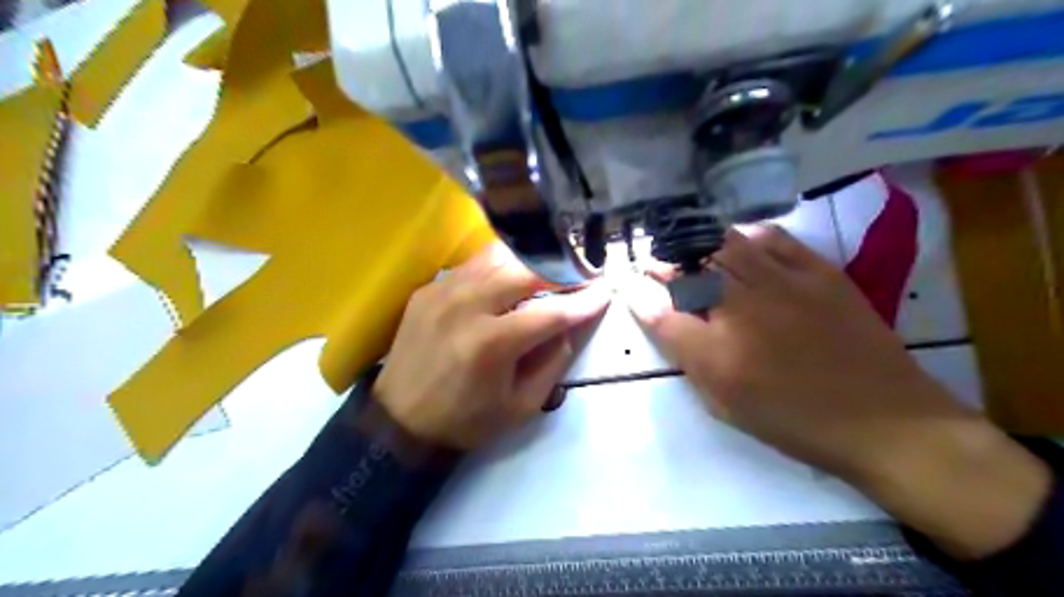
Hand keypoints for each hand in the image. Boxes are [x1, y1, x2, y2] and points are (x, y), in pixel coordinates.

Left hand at [372, 242, 606, 451]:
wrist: (399, 420)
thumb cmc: (465, 420)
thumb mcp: (520, 406)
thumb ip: (553, 362)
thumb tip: (572, 325)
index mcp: (491, 344)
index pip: (551, 311)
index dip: (584, 301)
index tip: (606, 290)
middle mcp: (466, 306)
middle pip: (525, 270)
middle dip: (561, 269)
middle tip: (581, 273)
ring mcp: (443, 291)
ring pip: (498, 256)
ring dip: (530, 261)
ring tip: (550, 269)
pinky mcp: (428, 288)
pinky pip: (473, 265)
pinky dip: (499, 266)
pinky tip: (510, 277)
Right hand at [625, 225, 1049, 562]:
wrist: (884, 420)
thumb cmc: (792, 418)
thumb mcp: (724, 400)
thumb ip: (682, 350)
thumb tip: (647, 308)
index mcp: (717, 349)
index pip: (661, 308)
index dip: (640, 288)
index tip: (632, 280)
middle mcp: (745, 307)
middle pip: (690, 266)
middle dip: (666, 260)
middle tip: (659, 263)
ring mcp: (784, 283)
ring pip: (726, 244)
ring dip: (700, 244)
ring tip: (693, 251)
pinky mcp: (819, 272)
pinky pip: (774, 238)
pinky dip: (748, 236)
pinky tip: (741, 243)